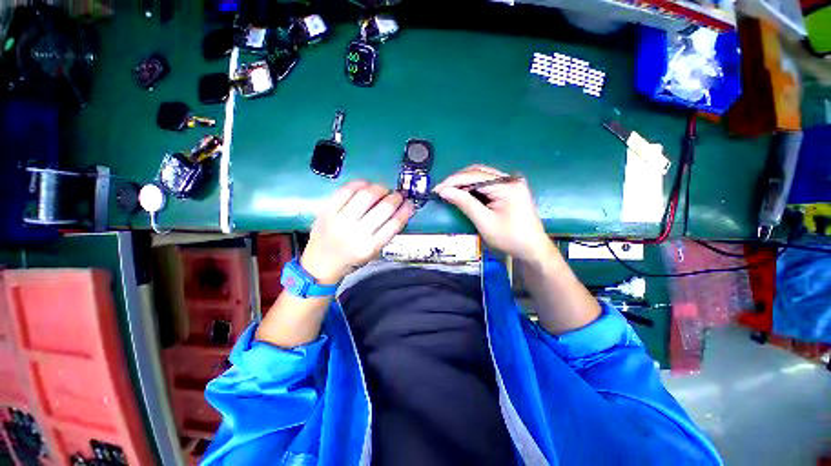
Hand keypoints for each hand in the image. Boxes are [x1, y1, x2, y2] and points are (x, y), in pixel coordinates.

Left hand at [301, 181, 414, 283]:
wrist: (320, 264)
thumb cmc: (351, 260)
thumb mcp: (373, 253)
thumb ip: (386, 233)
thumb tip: (400, 210)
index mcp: (369, 247)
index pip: (394, 224)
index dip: (405, 210)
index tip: (410, 204)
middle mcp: (356, 233)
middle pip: (383, 208)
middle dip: (395, 198)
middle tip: (398, 195)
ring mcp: (340, 220)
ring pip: (366, 195)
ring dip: (379, 188)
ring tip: (383, 190)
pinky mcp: (327, 210)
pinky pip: (346, 190)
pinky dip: (359, 184)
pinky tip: (366, 185)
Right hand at [434, 165, 553, 261]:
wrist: (532, 249)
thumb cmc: (510, 238)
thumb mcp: (485, 222)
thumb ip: (465, 203)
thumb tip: (444, 191)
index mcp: (507, 186)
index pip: (474, 176)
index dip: (453, 181)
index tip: (437, 189)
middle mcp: (510, 179)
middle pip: (478, 172)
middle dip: (457, 180)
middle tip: (441, 190)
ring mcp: (511, 183)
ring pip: (481, 175)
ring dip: (464, 182)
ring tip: (449, 192)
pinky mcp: (509, 188)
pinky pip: (487, 182)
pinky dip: (473, 187)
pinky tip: (463, 193)